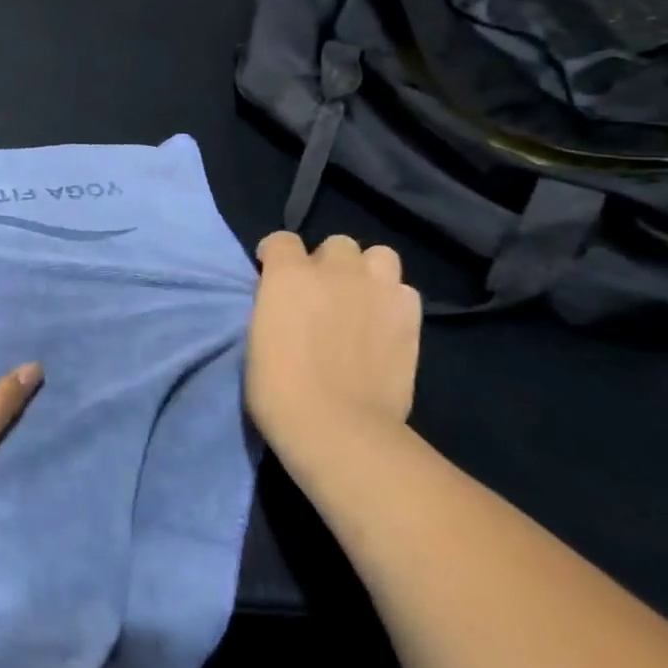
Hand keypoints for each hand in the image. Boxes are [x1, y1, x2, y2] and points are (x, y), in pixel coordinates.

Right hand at [246, 232, 421, 451]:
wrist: (338, 426)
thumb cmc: (278, 388)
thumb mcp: (258, 334)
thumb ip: (276, 304)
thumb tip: (288, 301)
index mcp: (288, 274)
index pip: (282, 240)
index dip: (276, 256)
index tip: (272, 274)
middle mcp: (335, 271)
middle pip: (336, 244)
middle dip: (327, 263)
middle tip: (321, 293)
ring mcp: (377, 290)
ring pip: (379, 256)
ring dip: (366, 272)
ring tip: (359, 299)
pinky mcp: (410, 316)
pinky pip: (404, 290)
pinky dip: (392, 300)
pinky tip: (383, 323)